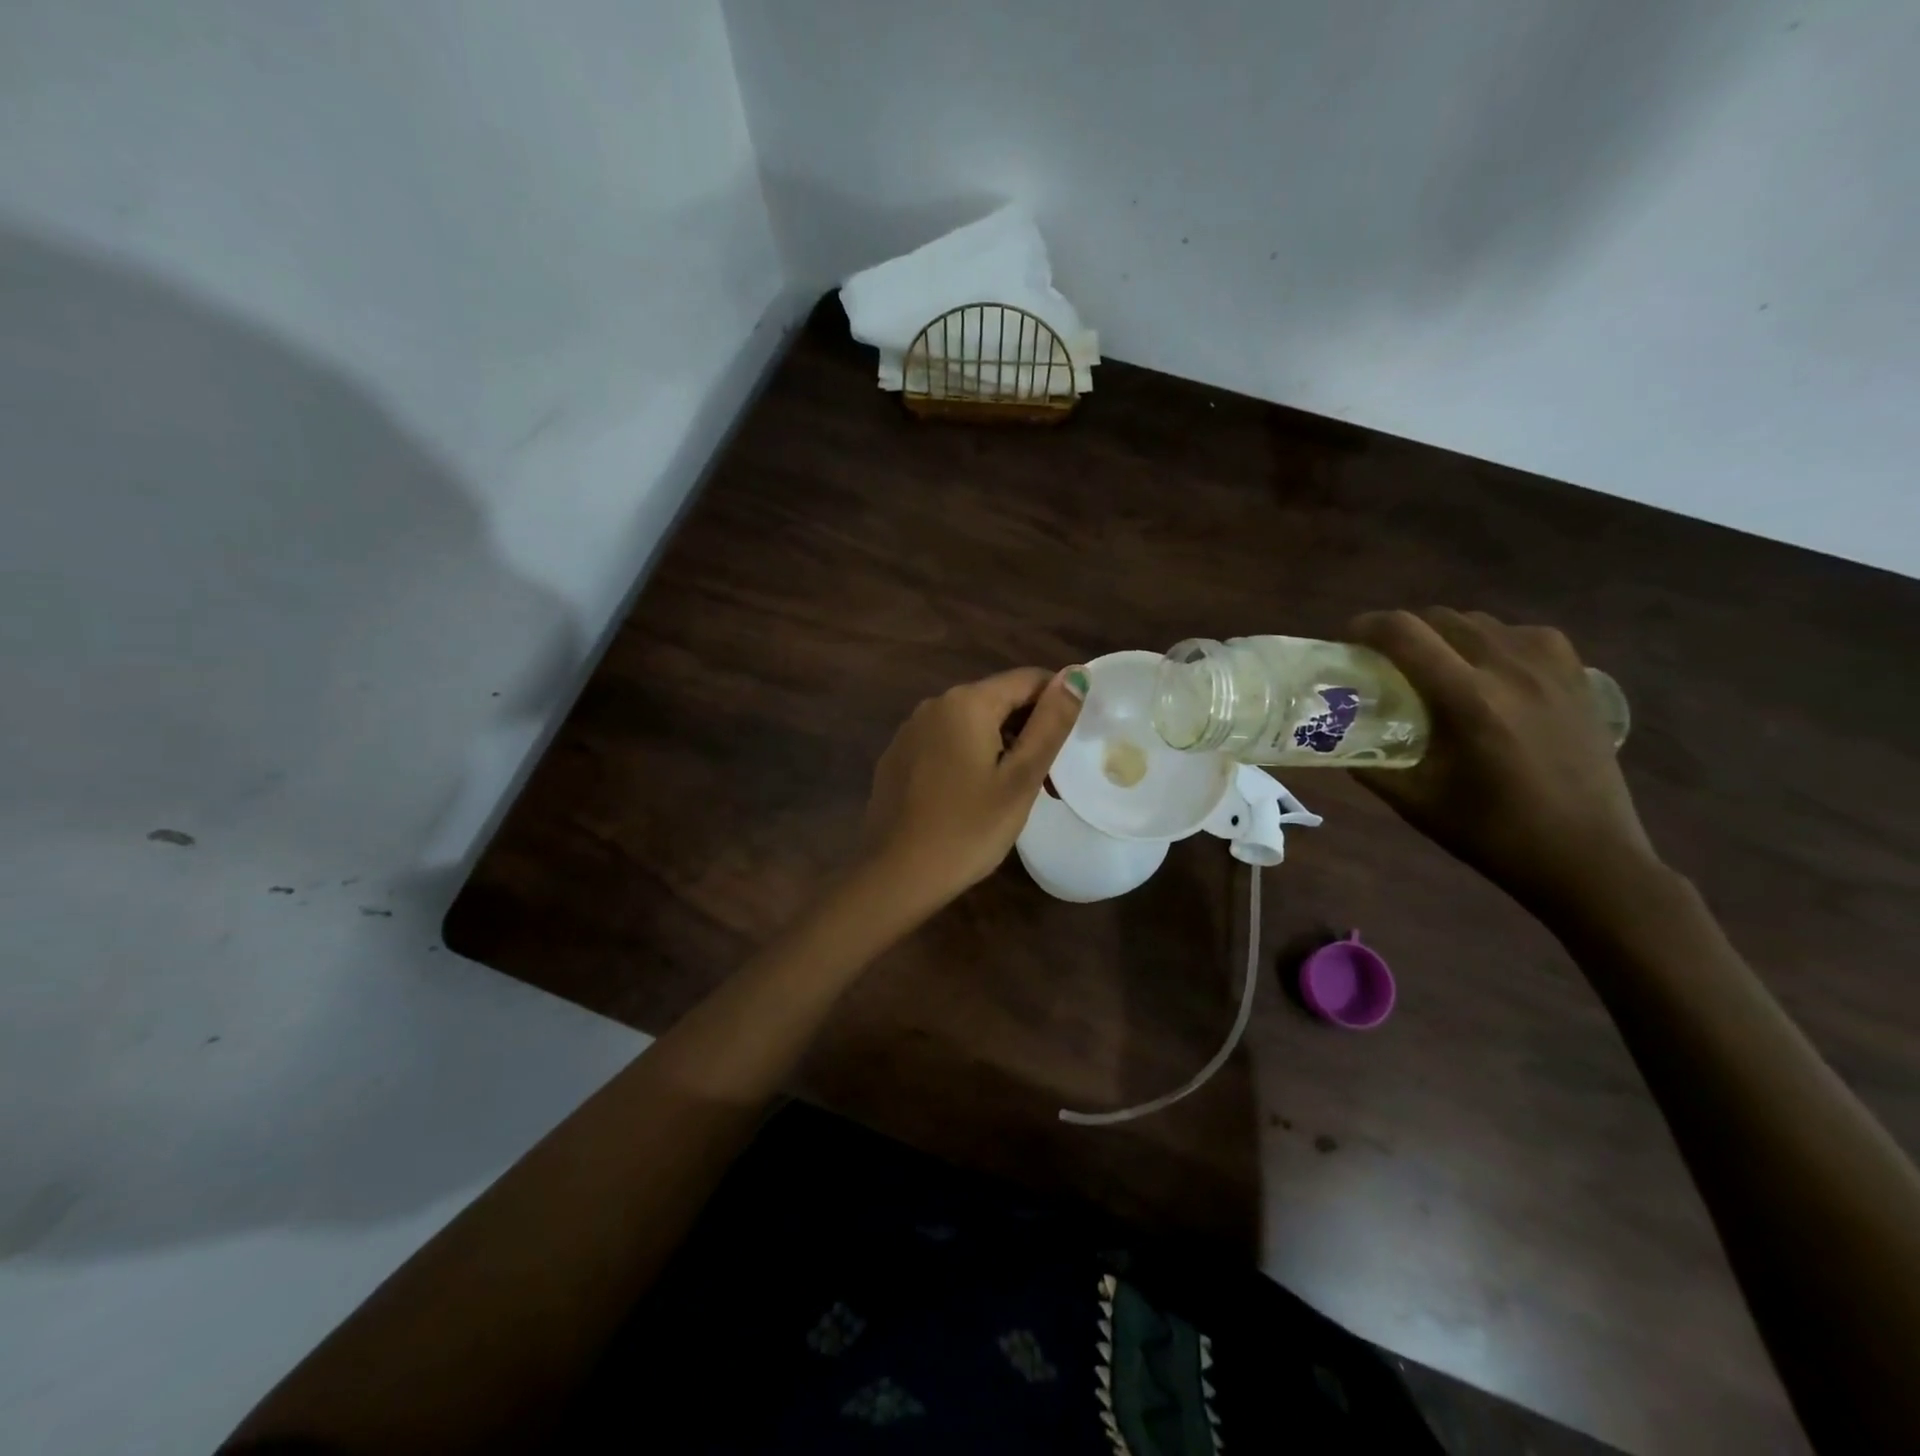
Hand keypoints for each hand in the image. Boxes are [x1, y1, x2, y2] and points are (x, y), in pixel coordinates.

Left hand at [860, 665, 1087, 912]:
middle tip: (1048, 781)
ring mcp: (910, 731)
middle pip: (998, 701)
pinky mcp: (897, 757)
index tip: (1070, 744)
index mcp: (967, 702)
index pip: (1028, 679)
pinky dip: (968, 759)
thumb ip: (1050, 723)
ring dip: (1001, 748)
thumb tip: (1076, 674)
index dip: (1057, 703)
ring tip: (1016, 795)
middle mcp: (934, 704)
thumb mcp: (1021, 778)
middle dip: (1029, 731)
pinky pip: (944, 744)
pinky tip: (973, 798)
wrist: (896, 875)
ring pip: (971, 724)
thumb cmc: (968, 829)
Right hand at [1348, 609, 1660, 918]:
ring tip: (1434, 667)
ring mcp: (1552, 669)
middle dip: (1403, 631)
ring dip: (1445, 635)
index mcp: (1468, 700)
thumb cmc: (1493, 833)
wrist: (1588, 857)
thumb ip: (1369, 760)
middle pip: (1441, 618)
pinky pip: (1524, 635)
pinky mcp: (1579, 677)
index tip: (1347, 641)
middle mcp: (1511, 670)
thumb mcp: (1414, 800)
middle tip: (1385, 661)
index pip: (1405, 633)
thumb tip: (1334, 732)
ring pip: (1481, 622)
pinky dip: (1493, 642)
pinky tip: (1489, 672)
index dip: (1367, 626)